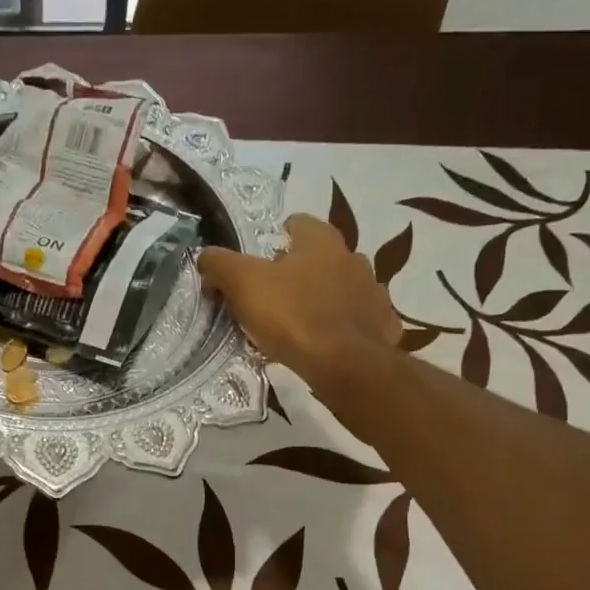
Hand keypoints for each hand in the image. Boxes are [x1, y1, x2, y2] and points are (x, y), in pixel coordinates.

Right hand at [199, 213, 399, 385]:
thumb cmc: (293, 316)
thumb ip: (219, 264)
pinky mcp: (383, 326)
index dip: (276, 239)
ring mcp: (373, 292)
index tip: (260, 262)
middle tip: (274, 298)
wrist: (346, 365)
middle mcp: (353, 258)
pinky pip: (360, 321)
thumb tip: (206, 258)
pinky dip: (344, 328)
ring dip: (324, 300)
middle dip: (300, 272)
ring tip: (301, 325)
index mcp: (321, 241)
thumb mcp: (243, 285)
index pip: (298, 224)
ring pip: (342, 289)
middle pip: (321, 258)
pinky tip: (328, 345)